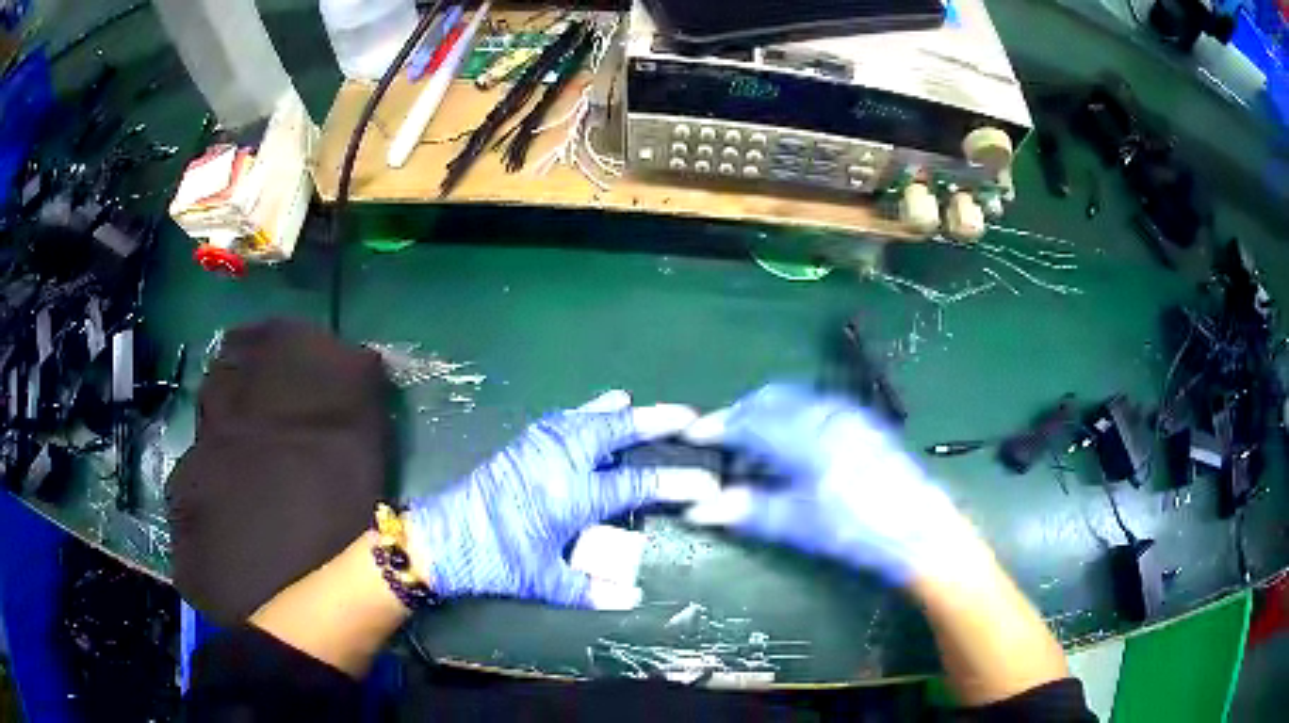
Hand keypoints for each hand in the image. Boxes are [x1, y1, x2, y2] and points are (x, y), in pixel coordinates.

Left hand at [404, 391, 718, 610]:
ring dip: (617, 412)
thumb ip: (592, 590)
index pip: (635, 485)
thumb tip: (634, 599)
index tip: (706, 480)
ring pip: (586, 418)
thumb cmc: (495, 562)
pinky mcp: (519, 445)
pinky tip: (590, 413)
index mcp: (571, 497)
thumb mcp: (544, 582)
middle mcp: (559, 462)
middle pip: (614, 432)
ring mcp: (537, 448)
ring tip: (639, 405)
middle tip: (686, 415)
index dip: (675, 482)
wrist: (441, 538)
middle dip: (653, 422)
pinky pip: (560, 420)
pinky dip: (583, 413)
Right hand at [683, 384, 978, 585]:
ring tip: (750, 443)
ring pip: (793, 400)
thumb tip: (700, 507)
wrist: (919, 530)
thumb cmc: (858, 530)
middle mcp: (827, 414)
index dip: (717, 426)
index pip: (751, 421)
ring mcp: (848, 415)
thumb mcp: (800, 525)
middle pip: (771, 399)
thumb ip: (749, 509)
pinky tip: (789, 445)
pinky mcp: (863, 423)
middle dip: (740, 413)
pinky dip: (790, 416)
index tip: (692, 436)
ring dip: (764, 412)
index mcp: (809, 437)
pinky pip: (814, 406)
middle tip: (718, 438)